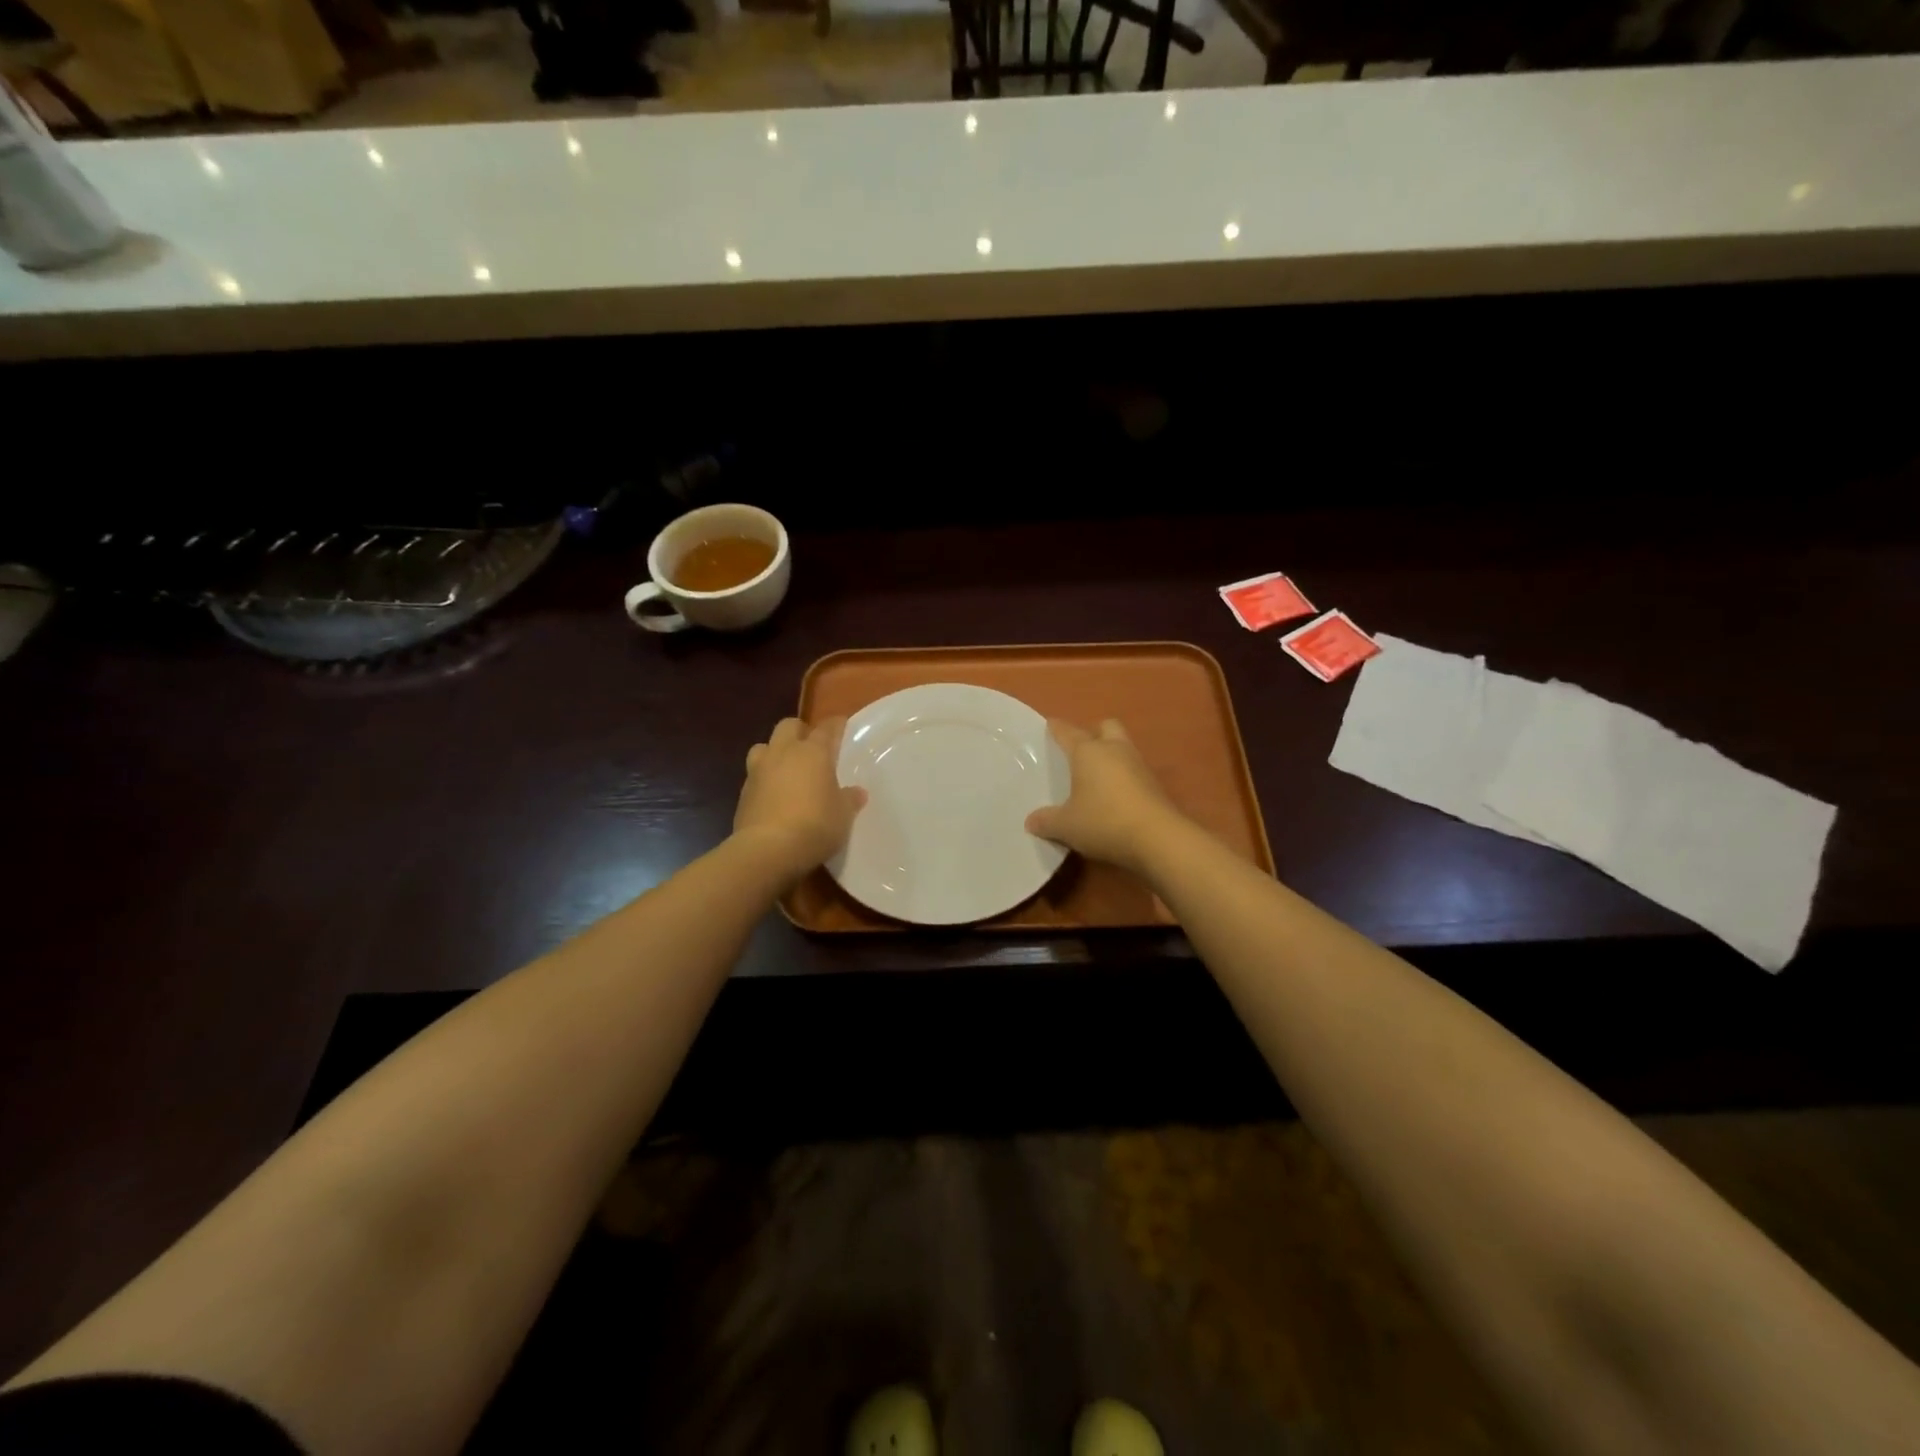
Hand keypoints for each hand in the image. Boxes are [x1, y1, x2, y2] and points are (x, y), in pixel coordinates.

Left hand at [734, 716, 866, 877]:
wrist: (766, 850)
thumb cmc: (814, 825)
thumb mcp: (843, 815)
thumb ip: (849, 799)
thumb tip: (857, 792)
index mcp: (812, 752)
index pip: (826, 728)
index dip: (835, 725)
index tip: (842, 725)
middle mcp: (783, 753)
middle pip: (788, 726)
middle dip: (800, 731)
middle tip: (812, 747)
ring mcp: (758, 771)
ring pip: (764, 746)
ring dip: (775, 752)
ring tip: (787, 769)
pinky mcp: (743, 792)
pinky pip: (755, 775)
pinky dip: (765, 779)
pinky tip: (775, 795)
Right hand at [1025, 718, 1184, 874]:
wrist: (1157, 838)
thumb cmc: (1103, 821)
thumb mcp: (1066, 826)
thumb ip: (1046, 821)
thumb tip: (1031, 821)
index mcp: (1088, 752)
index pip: (1068, 733)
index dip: (1057, 728)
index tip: (1050, 724)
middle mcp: (1114, 750)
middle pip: (1106, 727)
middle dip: (1094, 733)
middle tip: (1080, 750)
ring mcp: (1138, 765)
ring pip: (1123, 747)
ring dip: (1111, 756)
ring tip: (1095, 776)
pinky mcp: (1154, 785)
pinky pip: (1133, 771)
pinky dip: (1123, 777)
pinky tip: (1113, 796)